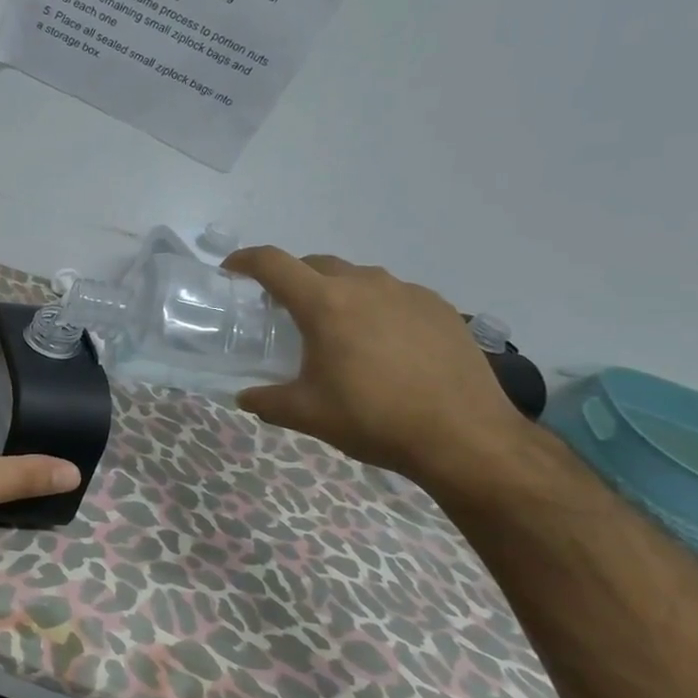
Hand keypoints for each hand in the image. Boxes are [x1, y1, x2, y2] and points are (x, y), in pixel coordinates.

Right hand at [222, 247, 533, 490]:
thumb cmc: (374, 419)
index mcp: (325, 304)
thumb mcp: (307, 415)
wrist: (465, 437)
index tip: (232, 270)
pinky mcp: (440, 308)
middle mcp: (365, 285)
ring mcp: (407, 292)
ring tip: (338, 330)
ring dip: (337, 293)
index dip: (245, 260)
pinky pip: (394, 295)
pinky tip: (384, 345)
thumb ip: (266, 401)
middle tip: (284, 311)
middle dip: (293, 279)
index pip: (273, 264)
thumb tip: (245, 397)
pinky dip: (376, 308)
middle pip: (316, 264)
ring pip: (358, 278)